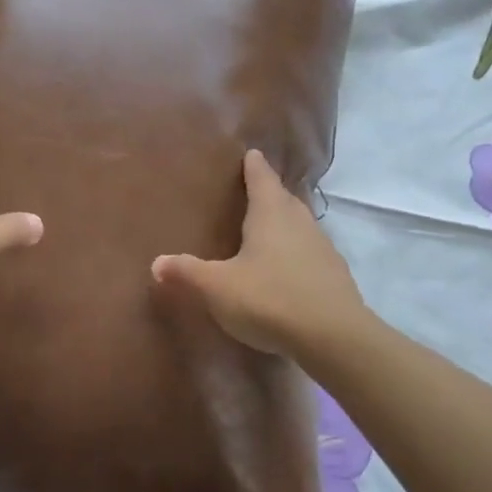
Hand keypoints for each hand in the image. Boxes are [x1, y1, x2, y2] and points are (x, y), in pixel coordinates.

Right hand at [151, 149, 367, 358]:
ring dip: (286, 223)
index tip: (251, 153)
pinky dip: (298, 253)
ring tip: (269, 229)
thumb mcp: (218, 287)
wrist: (334, 337)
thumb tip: (156, 263)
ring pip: (301, 225)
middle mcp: (299, 222)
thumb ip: (187, 273)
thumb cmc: (269, 299)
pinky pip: (312, 253)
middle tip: (254, 191)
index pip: (261, 178)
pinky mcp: (336, 275)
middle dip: (270, 193)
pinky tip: (288, 269)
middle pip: (284, 198)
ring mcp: (323, 248)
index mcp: (270, 213)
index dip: (254, 166)